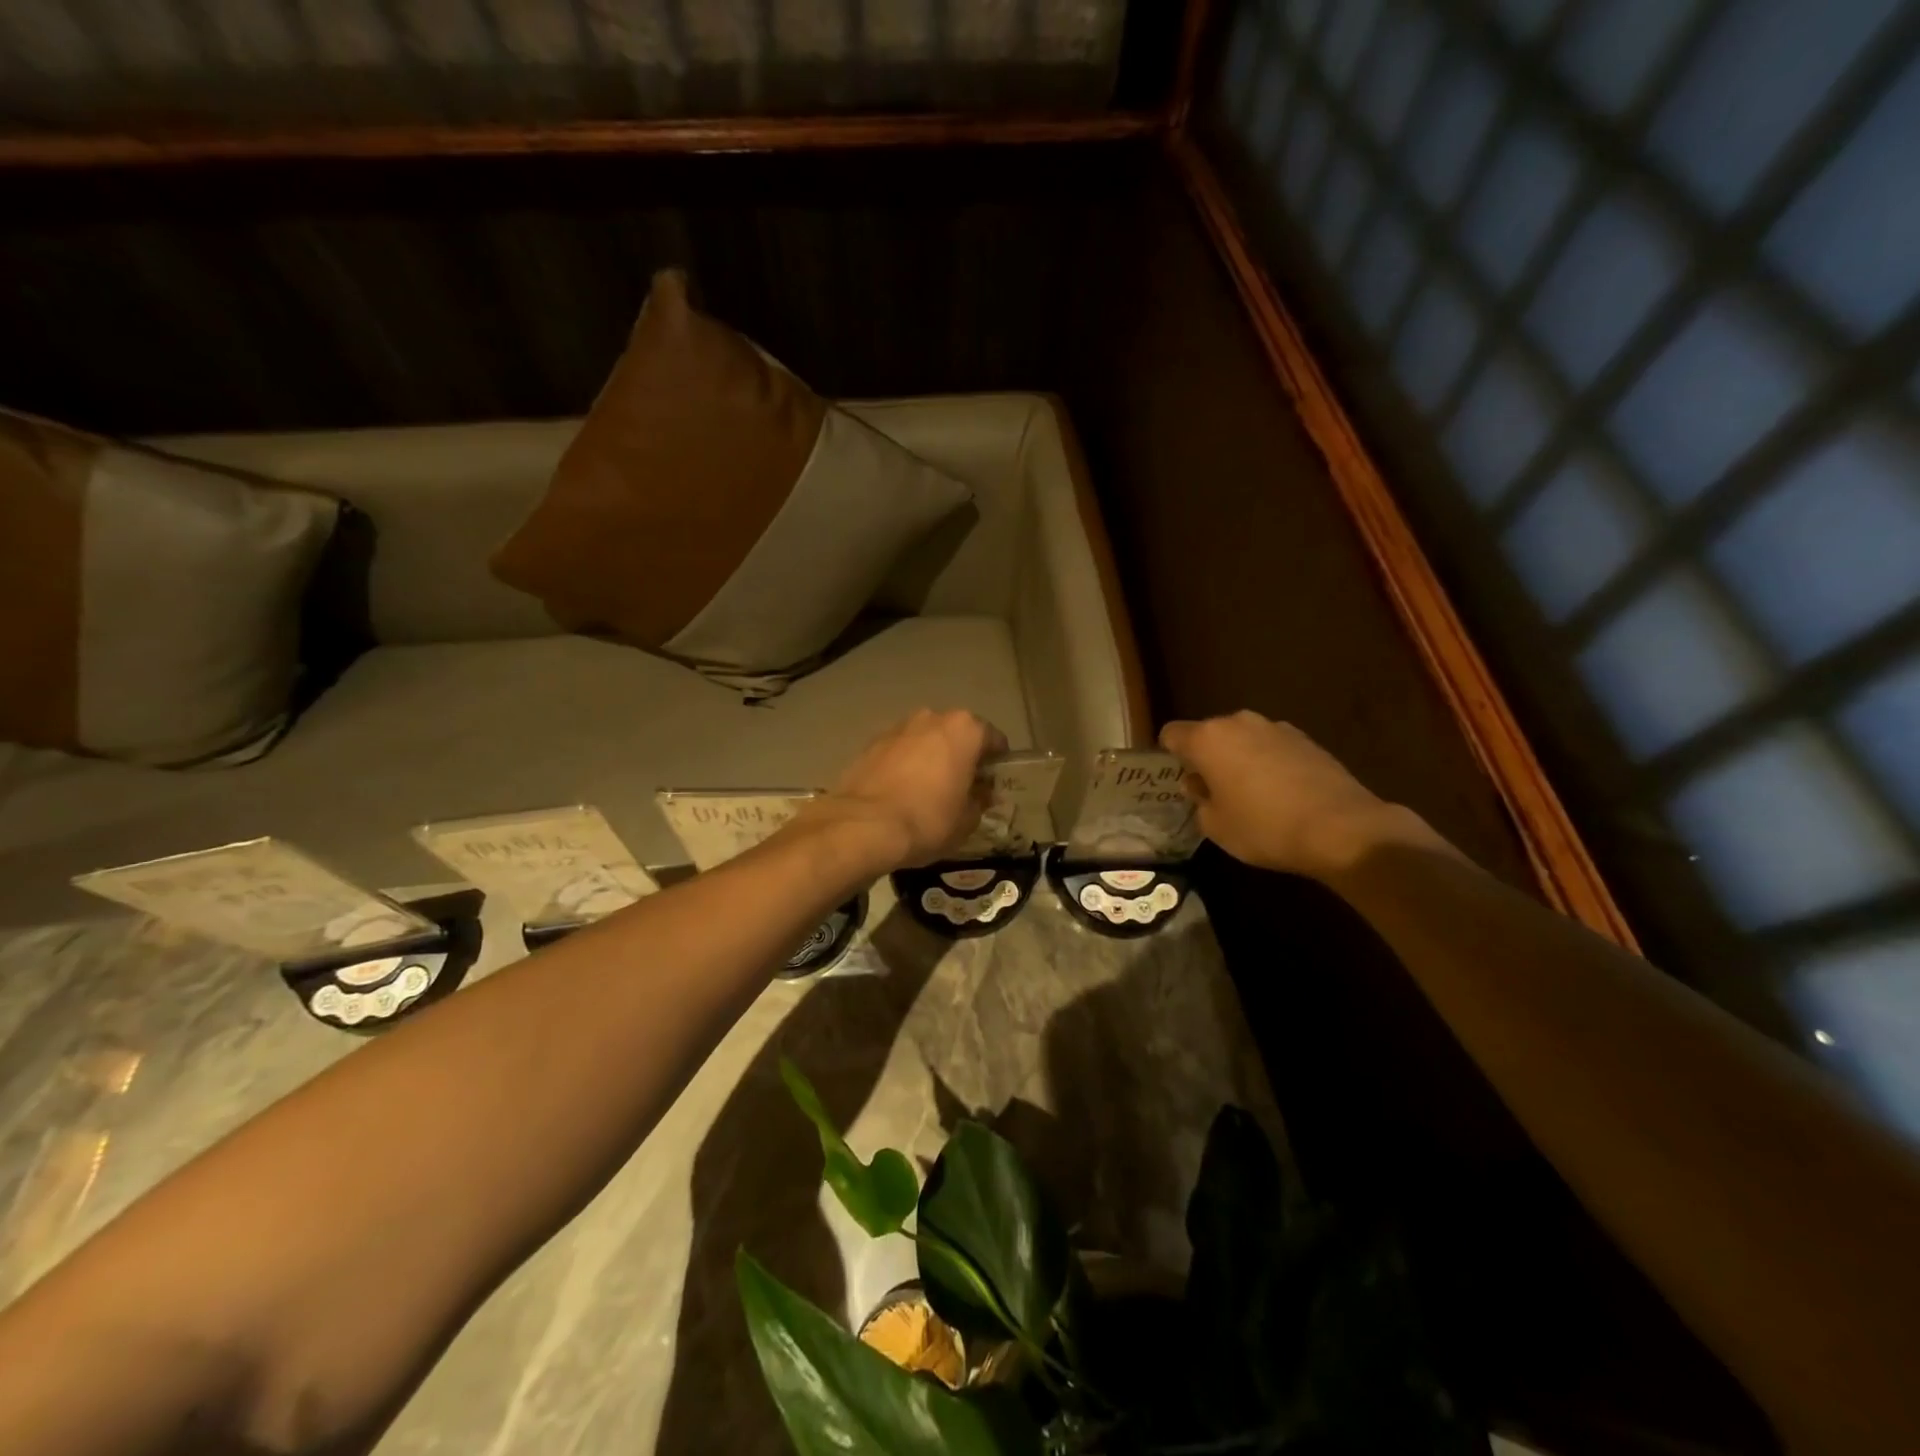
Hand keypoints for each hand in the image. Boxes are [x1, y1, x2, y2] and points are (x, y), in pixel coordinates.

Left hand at [812, 709, 1007, 871]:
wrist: (864, 826)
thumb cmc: (928, 820)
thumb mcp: (967, 820)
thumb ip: (980, 800)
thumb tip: (983, 794)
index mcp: (964, 729)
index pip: (994, 739)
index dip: (997, 763)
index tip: (992, 784)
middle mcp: (932, 718)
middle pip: (957, 734)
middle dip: (962, 756)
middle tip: (962, 787)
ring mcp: (898, 727)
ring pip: (926, 739)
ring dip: (931, 757)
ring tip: (928, 790)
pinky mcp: (871, 742)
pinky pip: (900, 750)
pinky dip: (905, 764)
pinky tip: (902, 791)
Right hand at [1160, 711, 1402, 877]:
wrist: (1341, 828)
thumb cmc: (1264, 827)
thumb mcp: (1216, 826)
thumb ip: (1199, 800)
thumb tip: (1200, 784)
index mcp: (1208, 739)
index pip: (1172, 733)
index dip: (1169, 754)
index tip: (1179, 778)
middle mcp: (1239, 723)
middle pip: (1209, 734)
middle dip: (1207, 757)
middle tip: (1213, 791)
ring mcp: (1276, 728)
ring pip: (1243, 740)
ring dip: (1239, 759)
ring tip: (1249, 794)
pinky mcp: (1306, 740)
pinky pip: (1272, 748)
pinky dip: (1268, 764)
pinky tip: (1280, 794)